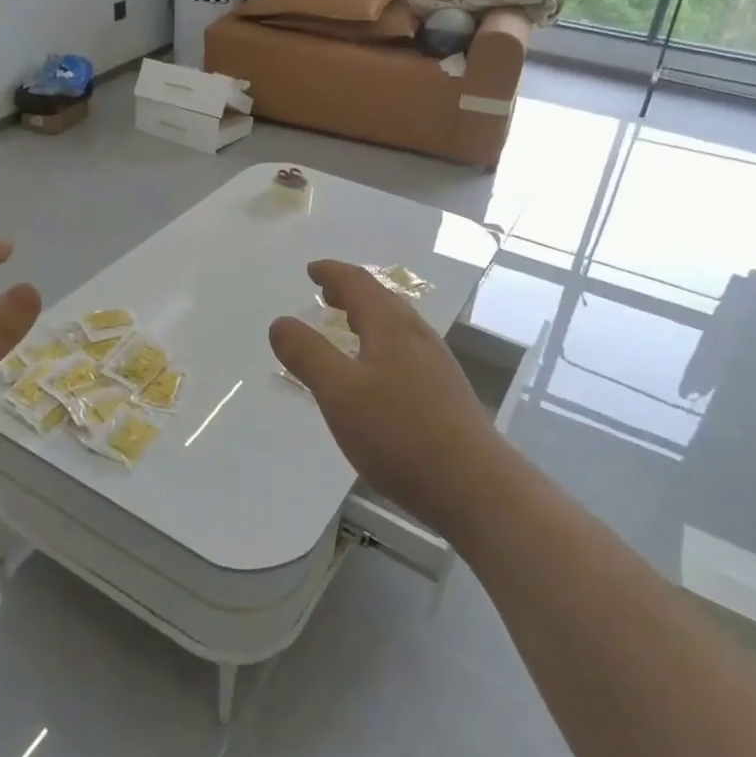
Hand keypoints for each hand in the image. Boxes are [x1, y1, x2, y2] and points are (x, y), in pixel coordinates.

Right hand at [269, 260, 502, 534]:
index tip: (312, 269)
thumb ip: (307, 355)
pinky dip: (380, 344)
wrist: (475, 487)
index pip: (359, 284)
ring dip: (367, 318)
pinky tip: (375, 374)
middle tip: (325, 293)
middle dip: (350, 293)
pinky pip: (405, 351)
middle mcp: (417, 337)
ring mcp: (436, 365)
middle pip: (382, 301)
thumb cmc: (400, 433)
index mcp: (391, 327)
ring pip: (396, 327)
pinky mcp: (445, 393)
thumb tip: (281, 322)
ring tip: (347, 326)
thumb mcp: (340, 393)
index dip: (333, 273)